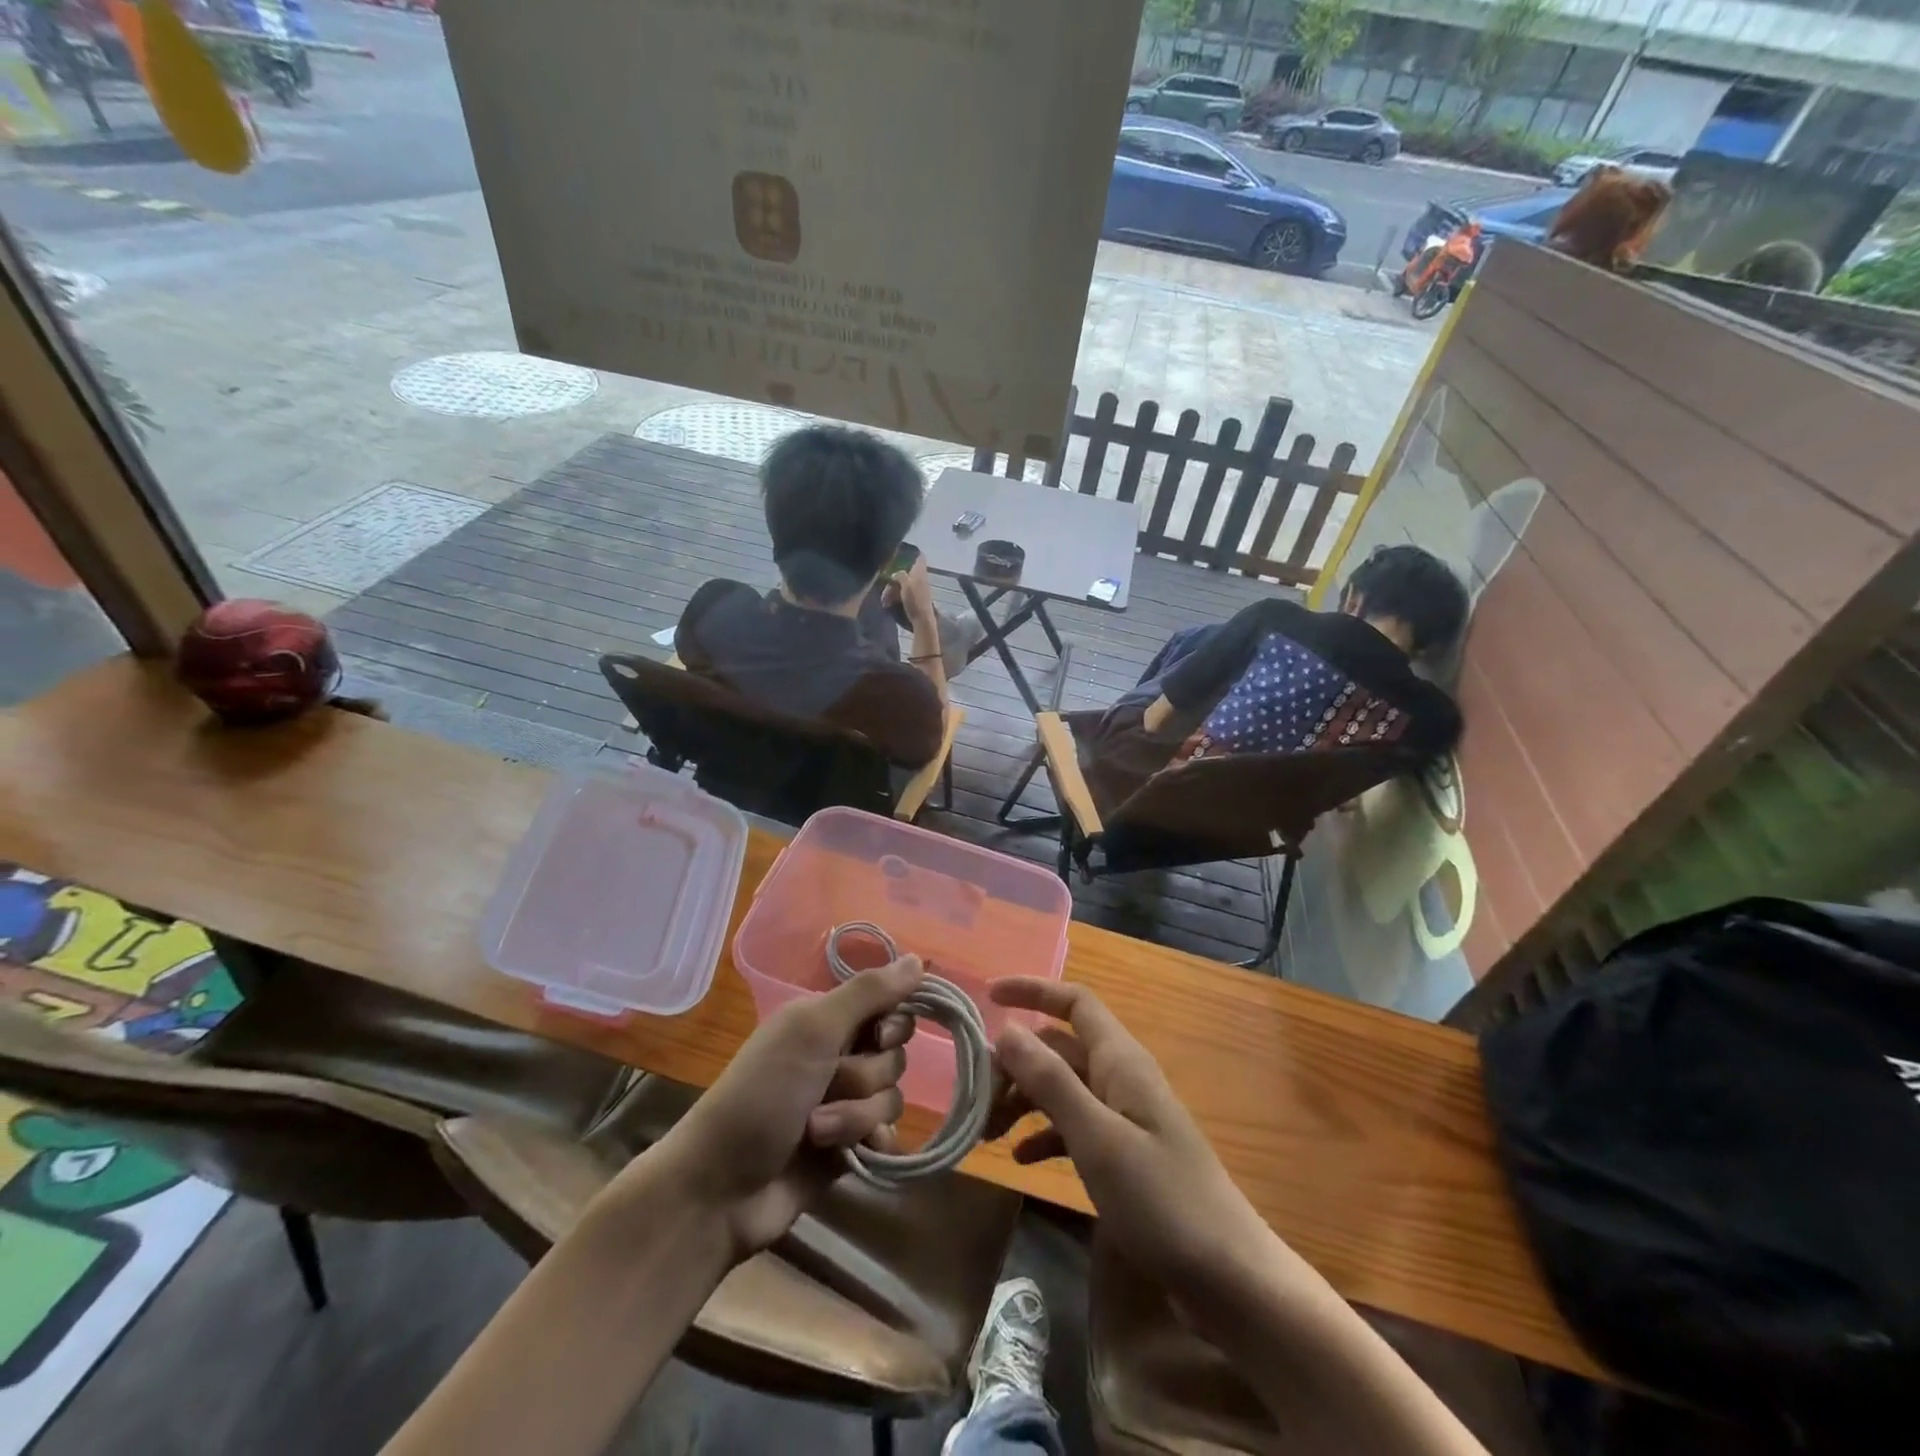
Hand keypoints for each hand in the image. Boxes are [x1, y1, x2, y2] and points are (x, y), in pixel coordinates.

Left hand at [638, 956, 924, 1260]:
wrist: (720, 1189)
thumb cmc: (762, 1095)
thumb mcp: (812, 1031)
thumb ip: (868, 993)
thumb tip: (919, 959)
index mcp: (825, 1021)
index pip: (888, 1006)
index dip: (892, 1024)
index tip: (878, 1036)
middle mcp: (837, 1055)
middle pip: (894, 1055)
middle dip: (866, 1076)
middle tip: (828, 1084)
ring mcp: (843, 1103)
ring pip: (890, 1098)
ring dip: (856, 1116)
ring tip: (815, 1132)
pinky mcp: (847, 1148)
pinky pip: (887, 1136)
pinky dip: (869, 1144)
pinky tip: (849, 1155)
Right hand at [892, 557, 936, 627]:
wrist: (922, 620)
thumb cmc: (915, 600)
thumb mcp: (906, 584)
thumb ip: (900, 575)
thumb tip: (896, 573)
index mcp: (920, 572)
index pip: (920, 557)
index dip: (912, 553)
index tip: (901, 553)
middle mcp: (920, 578)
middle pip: (907, 572)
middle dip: (895, 577)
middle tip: (886, 584)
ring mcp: (917, 589)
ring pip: (903, 584)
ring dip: (893, 589)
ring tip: (885, 599)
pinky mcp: (914, 599)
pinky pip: (902, 593)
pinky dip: (895, 596)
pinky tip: (888, 603)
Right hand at [988, 979, 1266, 1289]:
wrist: (1230, 1278)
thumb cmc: (1162, 1200)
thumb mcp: (1097, 1137)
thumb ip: (1051, 1080)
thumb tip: (1007, 1029)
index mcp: (1120, 1060)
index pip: (1074, 1002)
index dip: (1033, 990)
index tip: (988, 996)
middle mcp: (1121, 1078)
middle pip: (1059, 1048)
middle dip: (1015, 1062)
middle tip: (976, 1096)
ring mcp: (1125, 1117)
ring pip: (1062, 1088)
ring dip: (1024, 1100)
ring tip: (987, 1133)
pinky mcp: (1126, 1155)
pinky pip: (1074, 1127)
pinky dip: (1045, 1135)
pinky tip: (1021, 1160)